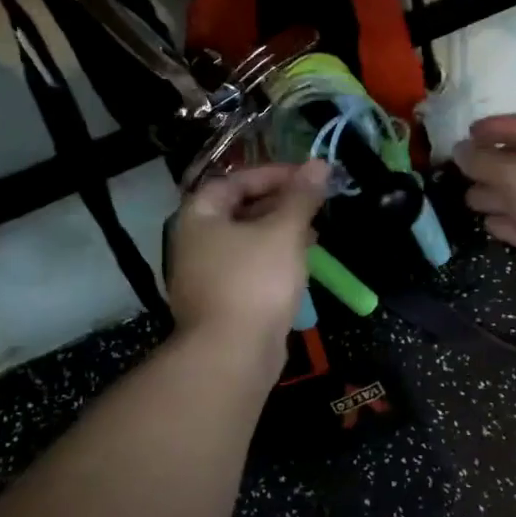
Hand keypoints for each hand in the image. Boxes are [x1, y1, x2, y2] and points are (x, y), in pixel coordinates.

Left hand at [167, 162, 328, 347]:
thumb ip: (302, 197)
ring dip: (279, 232)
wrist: (232, 353)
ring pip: (246, 241)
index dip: (271, 174)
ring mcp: (205, 275)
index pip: (234, 181)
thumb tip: (320, 164)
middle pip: (238, 210)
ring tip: (314, 234)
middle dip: (278, 203)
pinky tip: (300, 266)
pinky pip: (249, 268)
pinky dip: (273, 259)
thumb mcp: (284, 231)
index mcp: (200, 217)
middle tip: (313, 204)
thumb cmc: (255, 281)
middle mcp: (195, 242)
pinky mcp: (221, 301)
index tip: (307, 177)